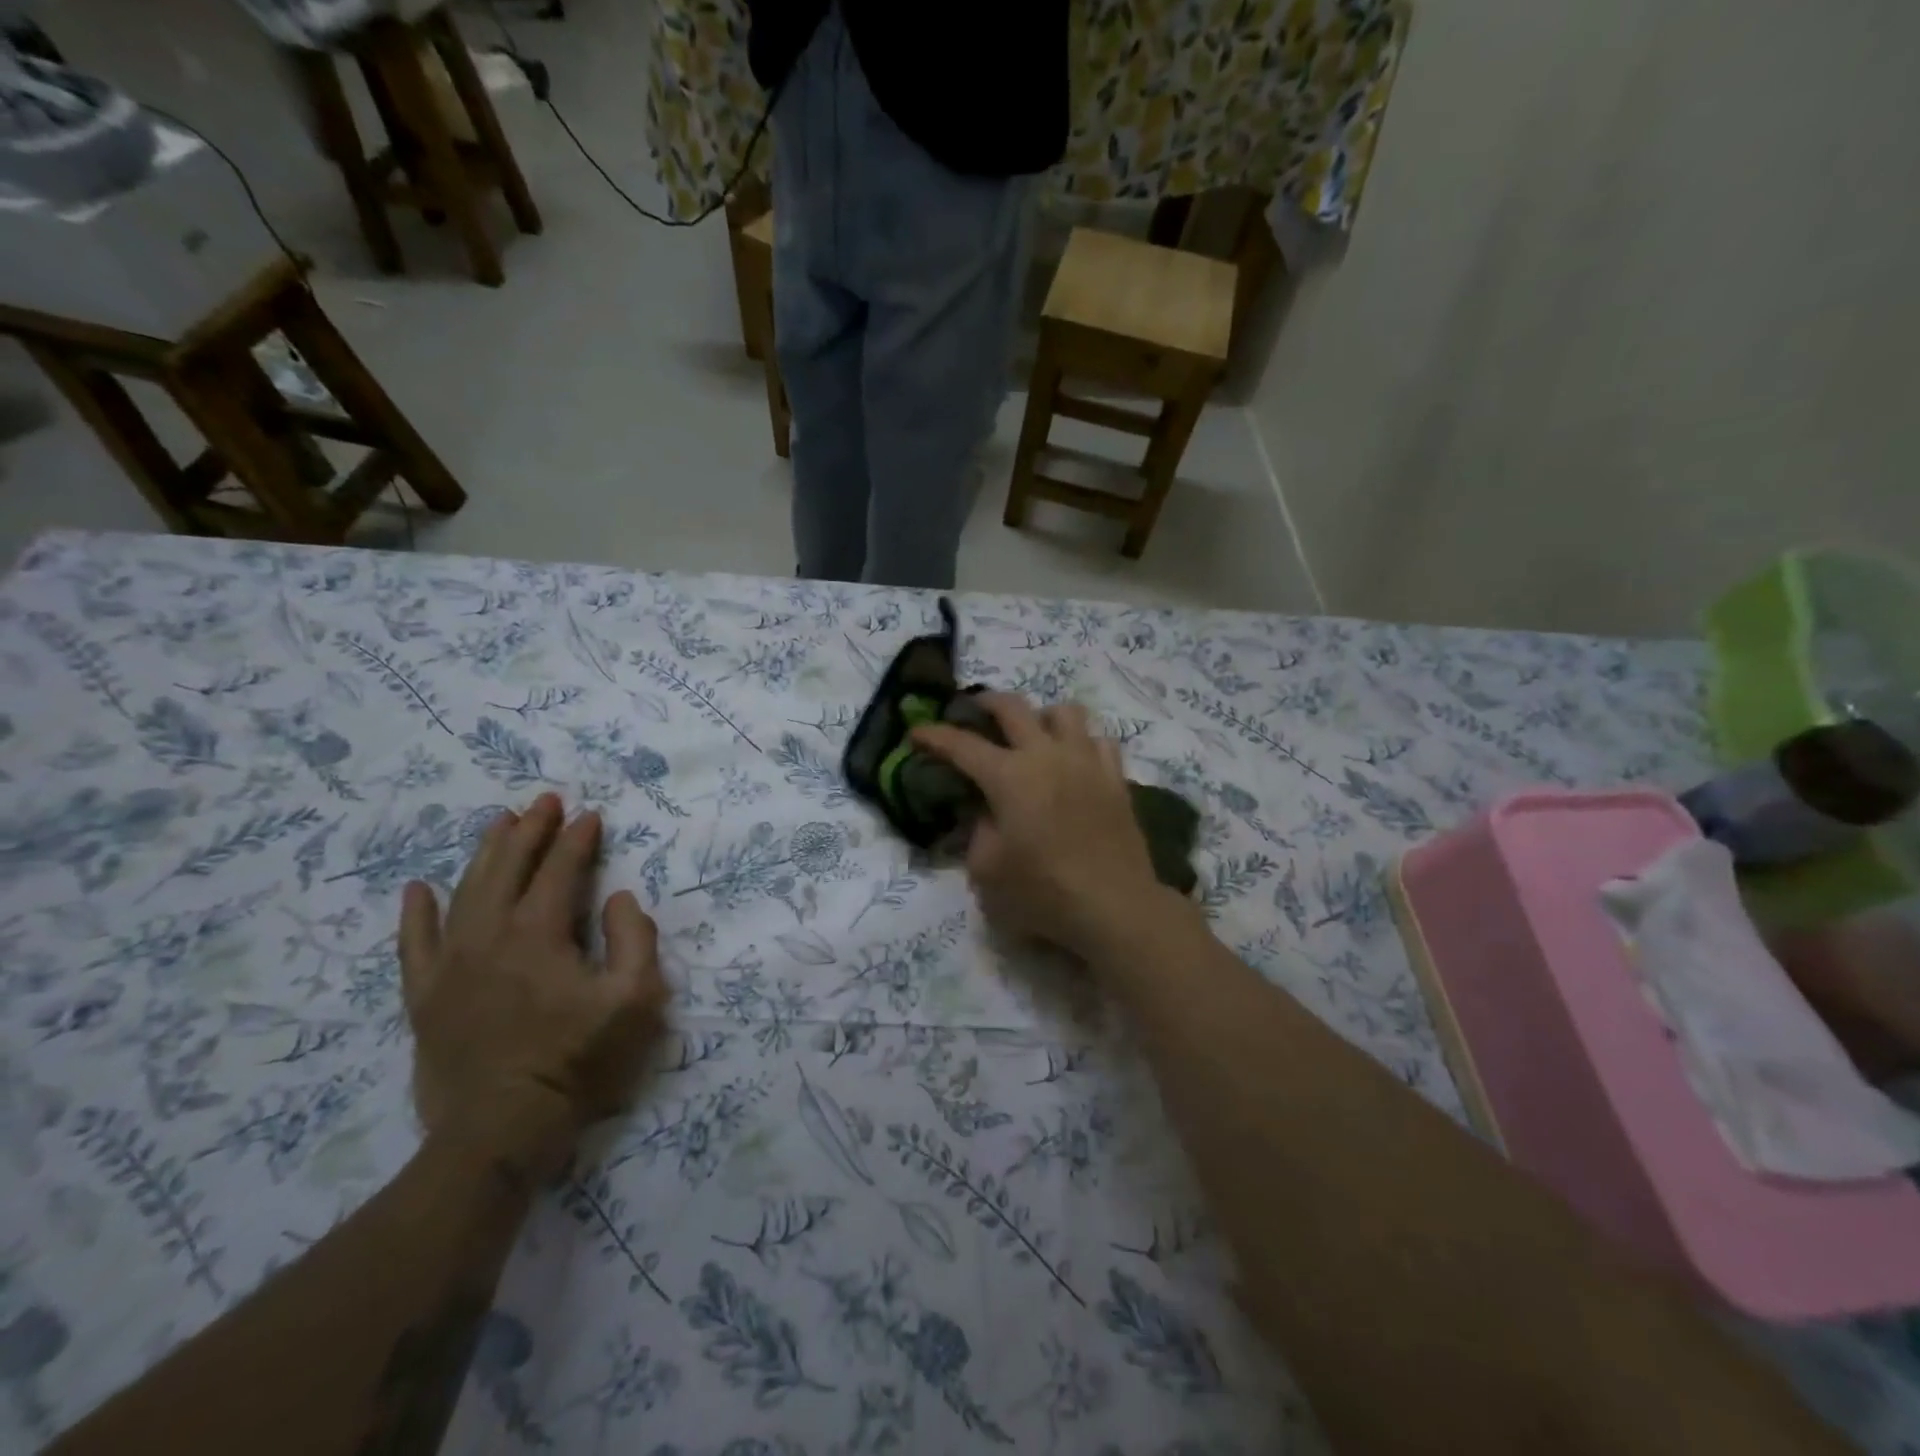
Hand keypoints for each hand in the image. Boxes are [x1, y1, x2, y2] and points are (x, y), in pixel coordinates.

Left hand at [398, 793, 667, 1177]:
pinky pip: (414, 944)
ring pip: (464, 892)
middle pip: (507, 868)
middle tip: (545, 800)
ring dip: (485, 853)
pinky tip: (418, 889)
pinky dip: (416, 913)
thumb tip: (618, 898)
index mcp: (539, 934)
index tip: (592, 814)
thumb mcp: (636, 1001)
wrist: (501, 1130)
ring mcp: (450, 966)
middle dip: (530, 830)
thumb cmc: (579, 1061)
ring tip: (499, 822)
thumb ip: (635, 939)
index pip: (560, 870)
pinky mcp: (425, 996)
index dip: (578, 839)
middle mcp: (489, 936)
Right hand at [913, 694, 1175, 959]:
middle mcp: (1046, 756)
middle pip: (1013, 707)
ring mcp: (1086, 762)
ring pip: (1065, 711)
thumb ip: (977, 832)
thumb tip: (983, 811)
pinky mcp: (1115, 778)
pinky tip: (1074, 759)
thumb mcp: (987, 871)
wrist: (1114, 906)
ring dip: (1041, 716)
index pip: (962, 745)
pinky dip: (1081, 741)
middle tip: (974, 712)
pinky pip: (1099, 740)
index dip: (934, 735)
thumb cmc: (1043, 893)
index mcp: (1009, 777)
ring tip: (1033, 734)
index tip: (917, 732)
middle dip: (986, 703)